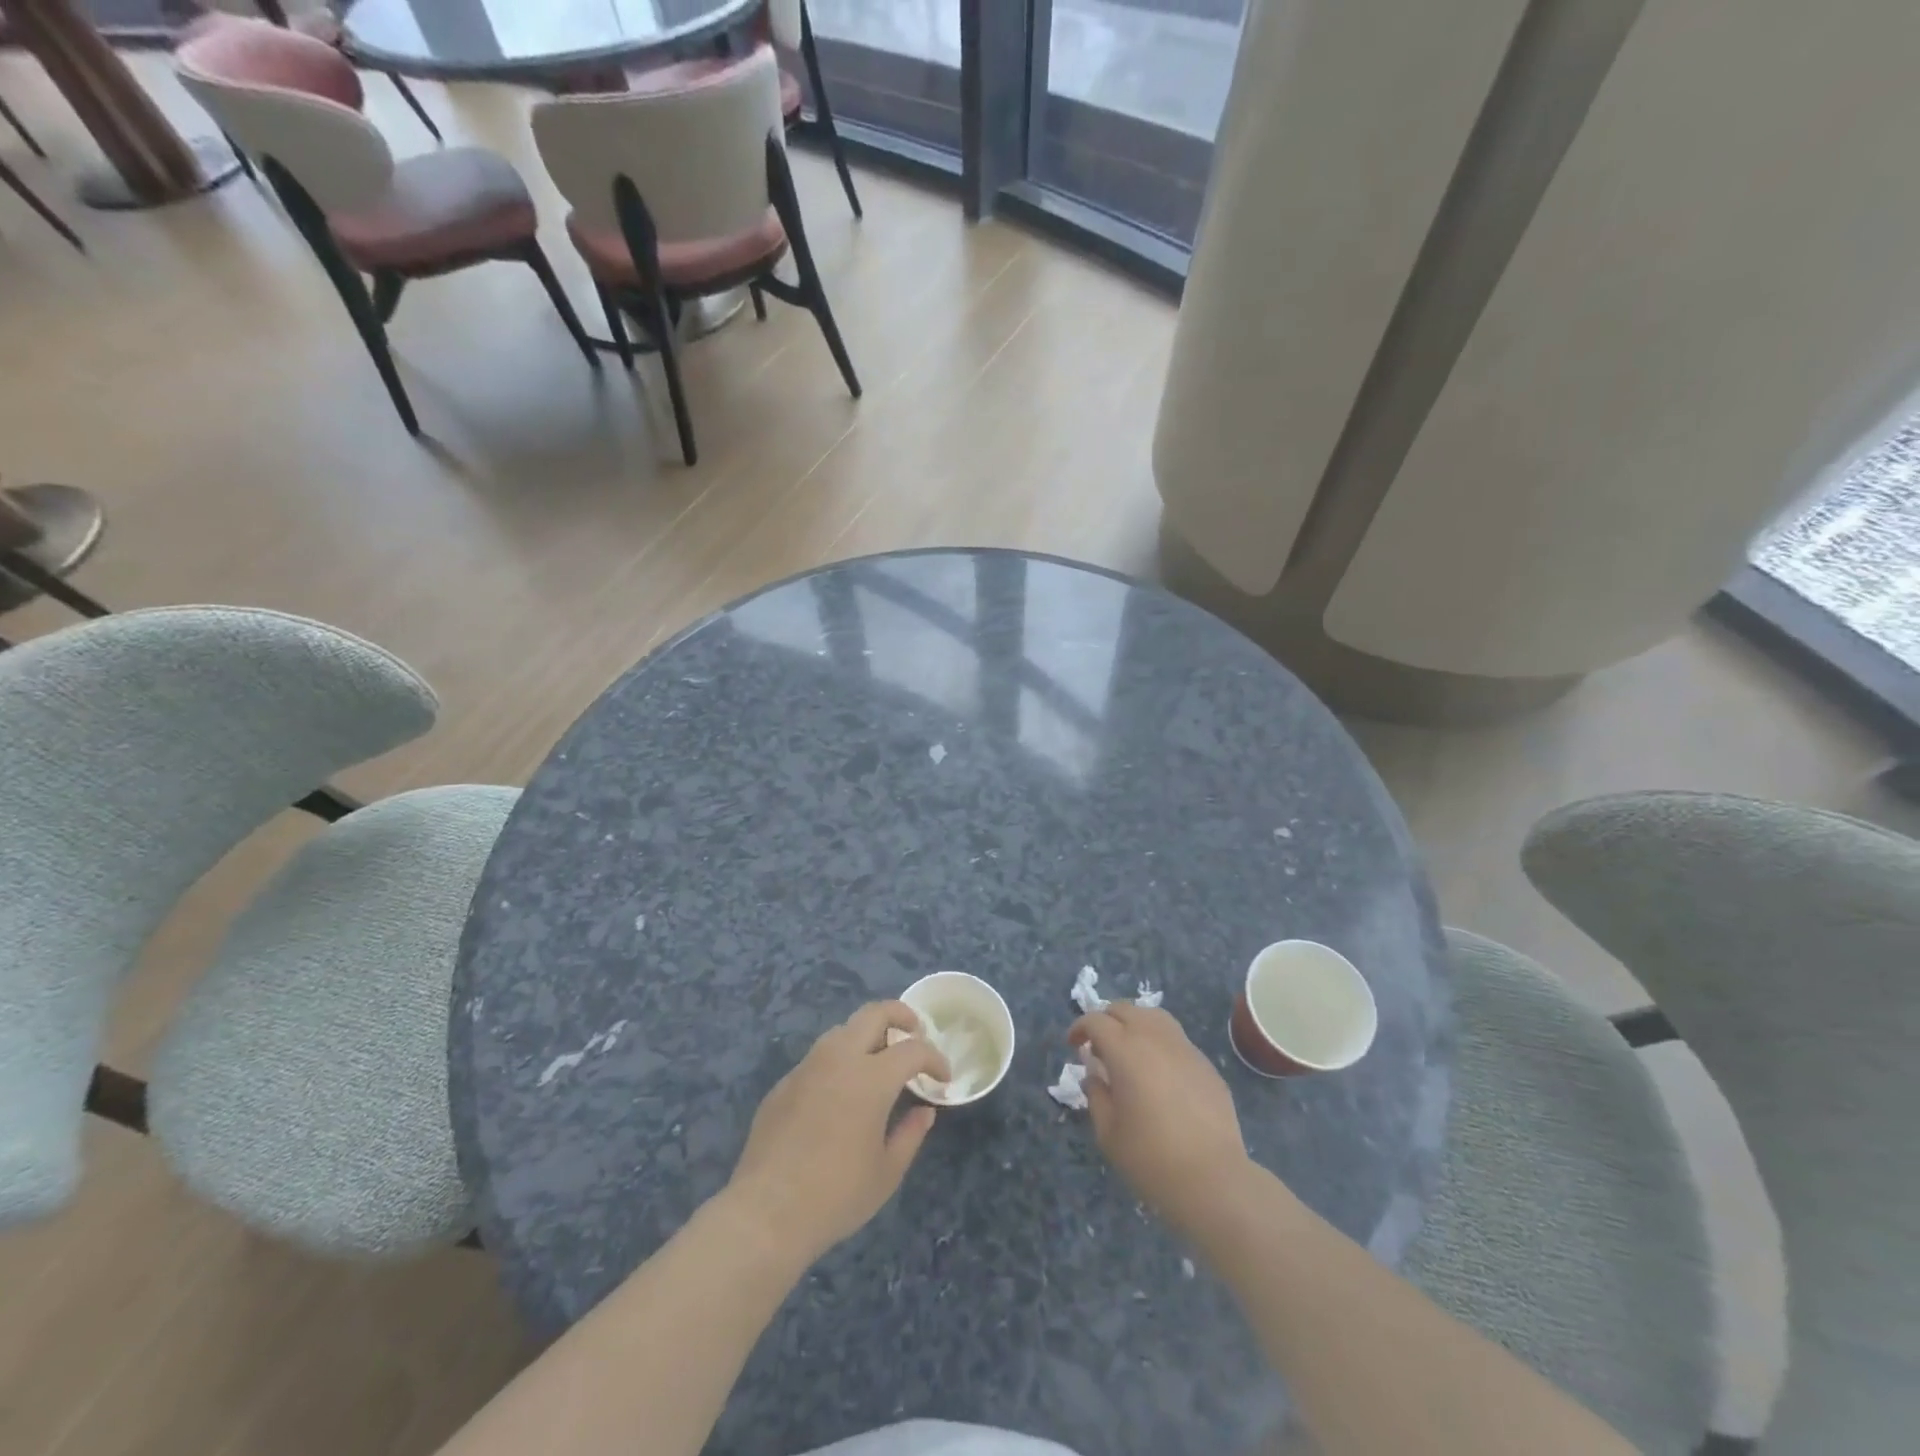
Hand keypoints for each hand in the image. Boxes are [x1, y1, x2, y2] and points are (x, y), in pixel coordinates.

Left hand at [725, 1001, 949, 1262]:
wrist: (766, 1213)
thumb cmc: (836, 1195)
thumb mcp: (887, 1172)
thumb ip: (911, 1133)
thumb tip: (924, 1111)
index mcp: (871, 1077)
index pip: (913, 1049)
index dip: (934, 1059)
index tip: (943, 1077)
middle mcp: (839, 1058)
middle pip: (874, 1013)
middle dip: (901, 1015)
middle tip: (915, 1032)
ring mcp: (807, 1067)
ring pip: (843, 1030)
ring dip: (867, 1035)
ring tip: (879, 1061)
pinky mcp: (783, 1083)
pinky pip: (818, 1058)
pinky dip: (839, 1062)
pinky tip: (840, 1093)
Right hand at [1068, 1003, 1253, 1237]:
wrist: (1213, 1180)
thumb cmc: (1151, 1158)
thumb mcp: (1108, 1132)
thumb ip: (1096, 1095)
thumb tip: (1095, 1075)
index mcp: (1125, 1050)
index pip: (1096, 1021)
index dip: (1080, 1027)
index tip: (1073, 1044)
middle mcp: (1155, 1038)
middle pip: (1125, 1009)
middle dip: (1106, 1019)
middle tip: (1098, 1044)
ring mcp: (1185, 1048)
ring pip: (1154, 1017)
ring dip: (1135, 1023)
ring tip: (1129, 1048)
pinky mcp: (1206, 1065)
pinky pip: (1176, 1040)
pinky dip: (1159, 1043)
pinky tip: (1158, 1072)